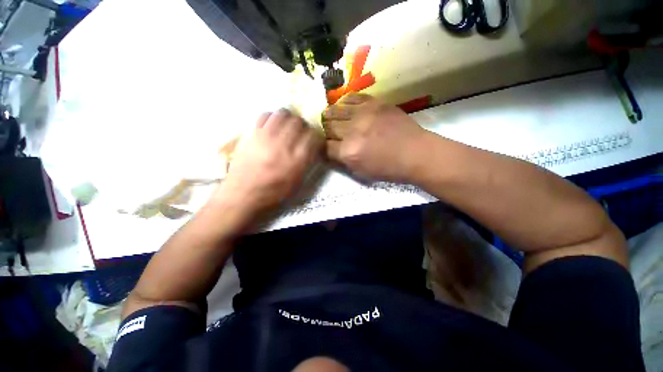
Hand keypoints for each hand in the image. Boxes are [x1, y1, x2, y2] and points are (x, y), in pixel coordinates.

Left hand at [213, 110, 321, 215]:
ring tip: (288, 127)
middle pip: (299, 122)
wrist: (243, 194)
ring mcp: (266, 137)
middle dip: (304, 126)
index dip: (316, 137)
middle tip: (301, 133)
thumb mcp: (297, 183)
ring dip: (289, 118)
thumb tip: (312, 147)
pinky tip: (273, 127)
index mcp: (297, 160)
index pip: (313, 137)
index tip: (314, 141)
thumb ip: (307, 162)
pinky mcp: (252, 133)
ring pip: (283, 113)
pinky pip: (265, 115)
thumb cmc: (273, 193)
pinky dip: (273, 118)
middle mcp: (283, 145)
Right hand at [323, 93, 426, 181]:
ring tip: (329, 116)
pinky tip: (343, 105)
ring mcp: (363, 114)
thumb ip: (343, 161)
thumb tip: (332, 151)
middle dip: (326, 130)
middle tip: (328, 131)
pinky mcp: (374, 103)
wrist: (415, 153)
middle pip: (328, 126)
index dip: (324, 147)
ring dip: (330, 114)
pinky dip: (345, 102)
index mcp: (348, 152)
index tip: (326, 147)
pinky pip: (353, 97)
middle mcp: (352, 131)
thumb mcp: (362, 173)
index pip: (325, 147)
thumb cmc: (389, 168)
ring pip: (336, 110)